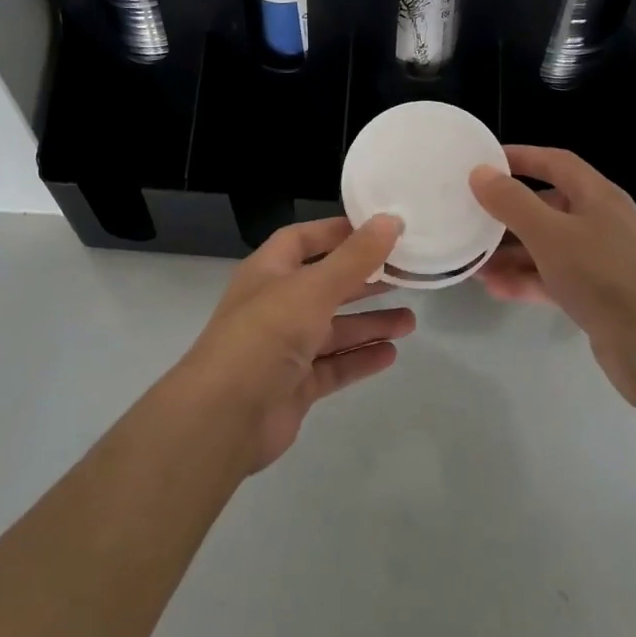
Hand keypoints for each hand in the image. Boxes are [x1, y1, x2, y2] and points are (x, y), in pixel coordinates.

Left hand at [177, 215, 413, 470]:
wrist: (224, 417)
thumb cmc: (266, 335)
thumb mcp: (313, 287)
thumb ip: (355, 257)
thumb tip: (391, 219)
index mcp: (269, 271)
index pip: (304, 239)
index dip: (339, 232)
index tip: (380, 229)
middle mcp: (276, 304)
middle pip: (326, 284)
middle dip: (363, 280)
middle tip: (406, 275)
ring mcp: (284, 347)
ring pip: (334, 328)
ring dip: (369, 323)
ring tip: (410, 321)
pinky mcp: (295, 385)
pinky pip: (334, 365)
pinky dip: (359, 358)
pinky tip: (391, 354)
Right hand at [470, 147, 635, 405]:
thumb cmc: (603, 276)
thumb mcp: (550, 234)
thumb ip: (512, 202)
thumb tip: (480, 172)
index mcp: (598, 196)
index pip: (556, 162)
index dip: (521, 157)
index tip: (484, 162)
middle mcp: (602, 223)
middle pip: (549, 206)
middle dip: (509, 213)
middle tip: (471, 217)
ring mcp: (602, 262)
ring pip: (548, 246)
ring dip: (512, 252)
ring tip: (474, 261)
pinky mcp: (598, 297)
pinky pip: (554, 278)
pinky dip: (527, 280)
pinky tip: (495, 288)